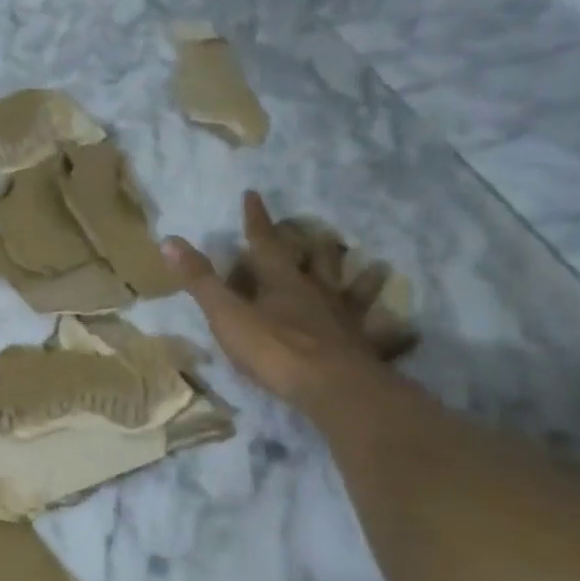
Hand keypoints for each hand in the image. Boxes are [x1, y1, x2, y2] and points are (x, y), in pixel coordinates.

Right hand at [163, 190, 413, 405]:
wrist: (330, 386)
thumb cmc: (273, 348)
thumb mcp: (226, 314)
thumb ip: (200, 280)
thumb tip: (169, 240)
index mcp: (281, 283)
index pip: (266, 243)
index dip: (257, 220)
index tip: (254, 195)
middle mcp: (317, 294)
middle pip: (318, 262)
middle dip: (314, 246)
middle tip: (321, 233)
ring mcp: (344, 320)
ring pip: (355, 292)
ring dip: (364, 279)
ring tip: (377, 267)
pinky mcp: (364, 349)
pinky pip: (385, 338)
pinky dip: (397, 335)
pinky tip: (410, 332)